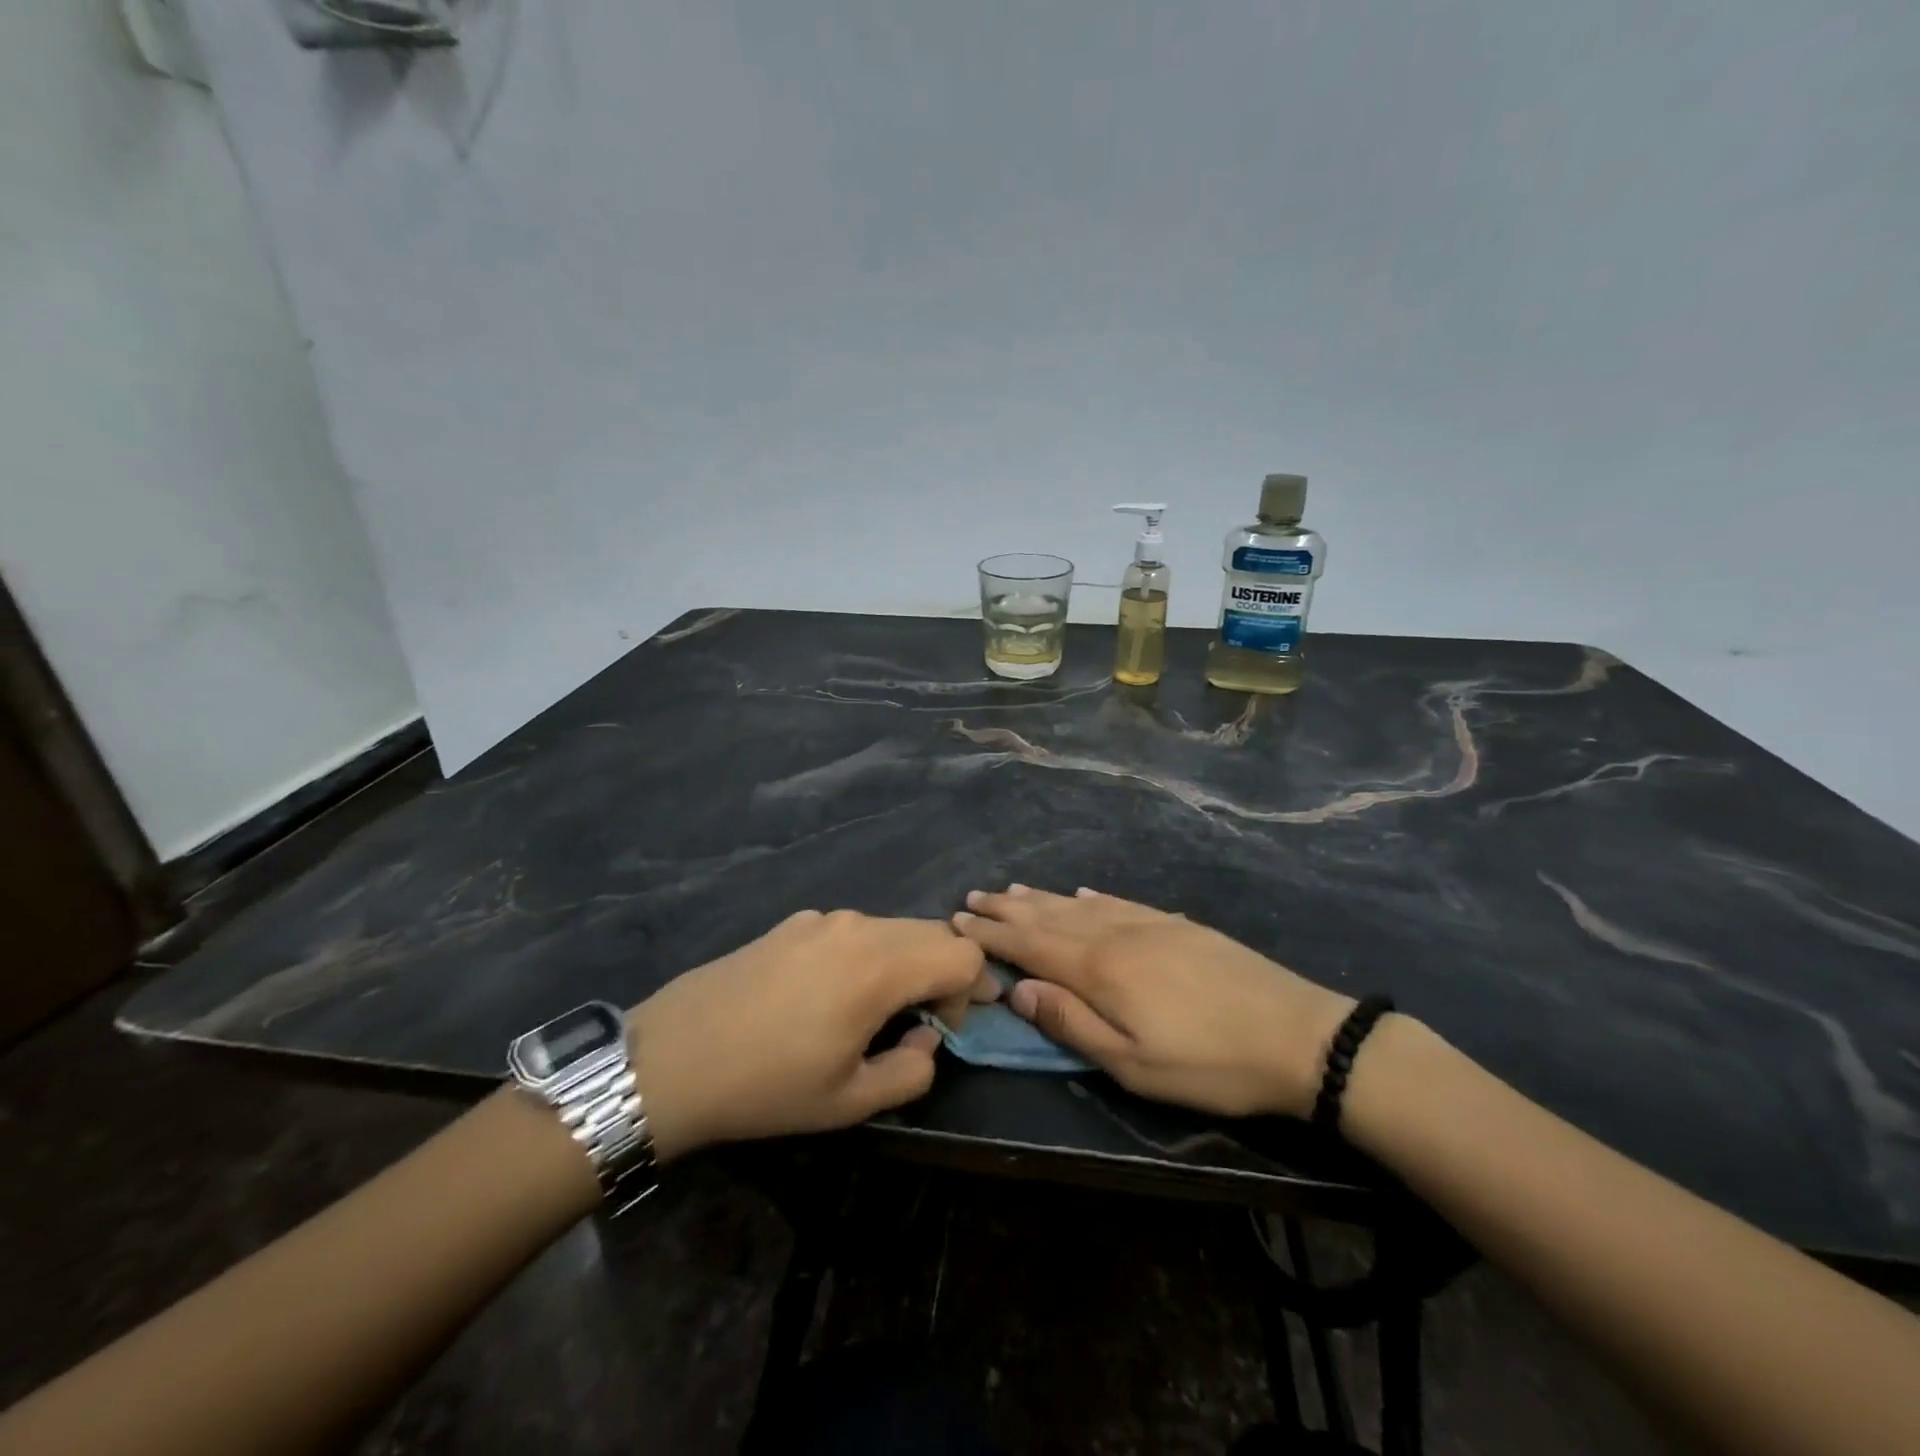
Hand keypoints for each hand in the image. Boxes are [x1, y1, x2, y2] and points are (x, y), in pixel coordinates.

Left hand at [628, 910, 985, 1160]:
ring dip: (905, 963)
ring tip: (874, 1012)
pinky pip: (851, 931)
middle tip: (924, 1021)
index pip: (962, 953)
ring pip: (891, 929)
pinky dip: (866, 955)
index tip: (950, 1027)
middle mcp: (857, 927)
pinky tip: (827, 996)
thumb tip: (926, 1037)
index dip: (973, 989)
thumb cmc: (766, 1086)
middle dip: (944, 972)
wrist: (670, 1058)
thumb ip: (911, 1070)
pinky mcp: (793, 923)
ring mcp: (822, 919)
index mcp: (879, 967)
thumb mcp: (849, 1101)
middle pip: (931, 932)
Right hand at [952, 885, 1354, 1118]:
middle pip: (1048, 916)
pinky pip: (1118, 901)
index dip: (991, 934)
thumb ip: (1071, 1023)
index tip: (957, 921)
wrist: (1299, 1034)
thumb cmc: (1210, 1063)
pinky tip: (1079, 893)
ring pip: (1079, 904)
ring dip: (1040, 898)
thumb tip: (1019, 989)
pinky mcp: (1176, 924)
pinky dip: (1089, 897)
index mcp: (1099, 968)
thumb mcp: (1133, 1064)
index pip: (1029, 944)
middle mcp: (1115, 933)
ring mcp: (1148, 923)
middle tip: (972, 897)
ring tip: (1011, 890)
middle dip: (1007, 909)